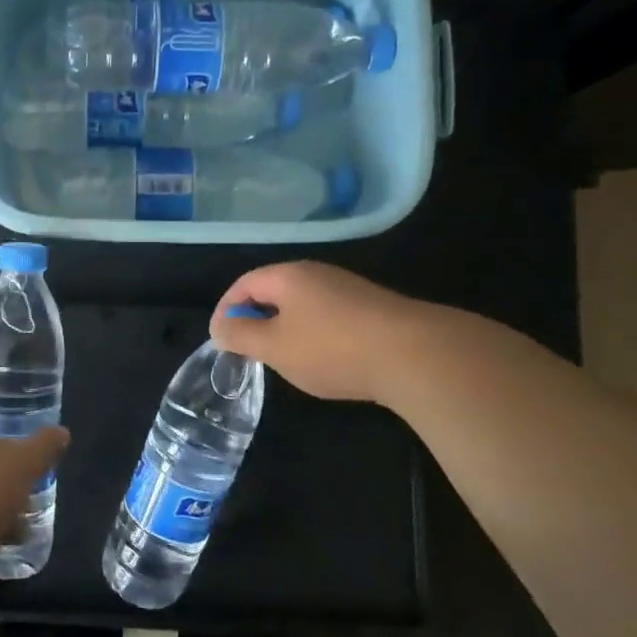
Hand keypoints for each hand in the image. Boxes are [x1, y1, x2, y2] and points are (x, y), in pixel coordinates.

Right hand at [210, 261, 427, 402]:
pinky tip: (324, 361)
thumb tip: (220, 326)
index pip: (244, 284)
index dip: (226, 309)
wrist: (416, 355)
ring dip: (286, 329)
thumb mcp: (273, 346)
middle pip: (274, 292)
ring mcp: (348, 290)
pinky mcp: (372, 310)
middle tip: (248, 350)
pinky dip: (315, 336)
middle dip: (256, 319)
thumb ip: (240, 335)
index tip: (220, 339)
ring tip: (283, 359)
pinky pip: (329, 317)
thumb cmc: (331, 348)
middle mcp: (317, 274)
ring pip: (303, 306)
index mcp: (288, 276)